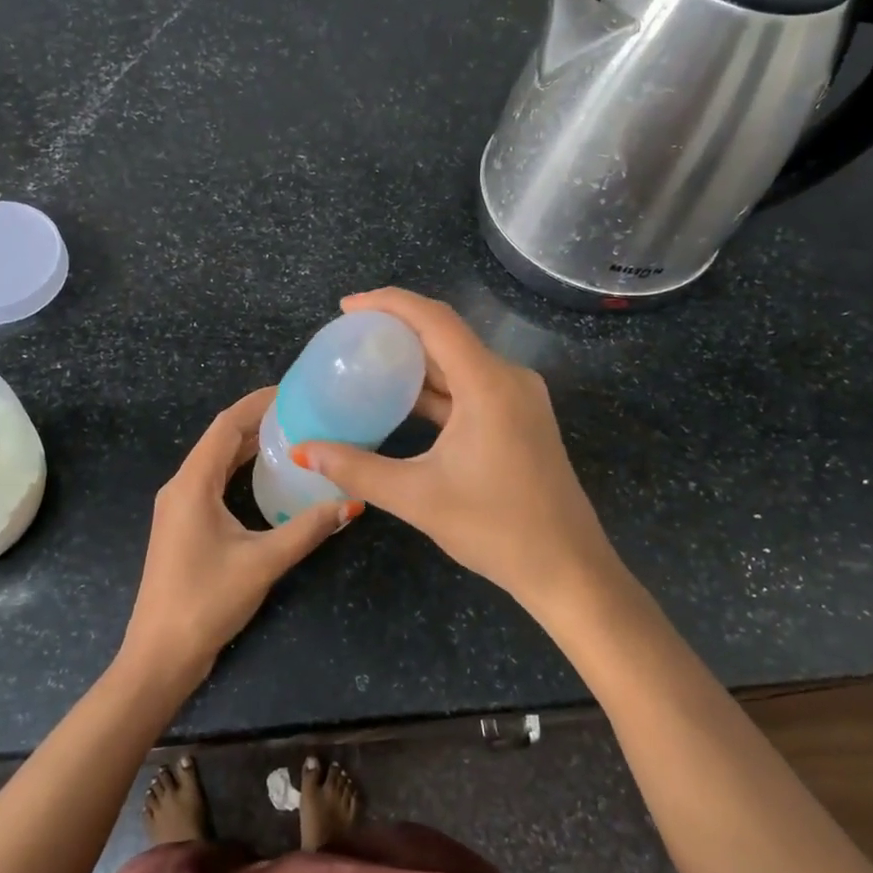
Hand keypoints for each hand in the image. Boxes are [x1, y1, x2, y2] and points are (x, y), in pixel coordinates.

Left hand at [121, 388, 354, 685]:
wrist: (160, 655)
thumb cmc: (207, 601)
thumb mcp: (263, 562)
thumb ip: (307, 529)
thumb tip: (350, 504)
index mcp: (192, 484)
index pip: (226, 426)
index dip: (258, 403)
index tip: (293, 390)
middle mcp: (181, 486)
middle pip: (220, 439)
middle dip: (258, 421)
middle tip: (303, 412)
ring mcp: (179, 507)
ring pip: (216, 461)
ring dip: (248, 445)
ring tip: (292, 435)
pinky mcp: (183, 526)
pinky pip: (213, 482)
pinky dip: (239, 470)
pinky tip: (267, 476)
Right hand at [290, 288, 619, 611]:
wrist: (567, 569)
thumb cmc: (496, 528)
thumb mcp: (418, 497)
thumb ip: (357, 469)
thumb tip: (304, 450)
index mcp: (488, 384)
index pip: (435, 320)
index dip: (389, 303)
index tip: (347, 307)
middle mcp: (508, 378)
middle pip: (446, 335)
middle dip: (397, 329)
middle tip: (348, 335)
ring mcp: (518, 398)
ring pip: (458, 361)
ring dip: (415, 359)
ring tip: (365, 362)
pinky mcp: (518, 418)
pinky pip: (470, 386)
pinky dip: (434, 387)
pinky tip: (400, 400)